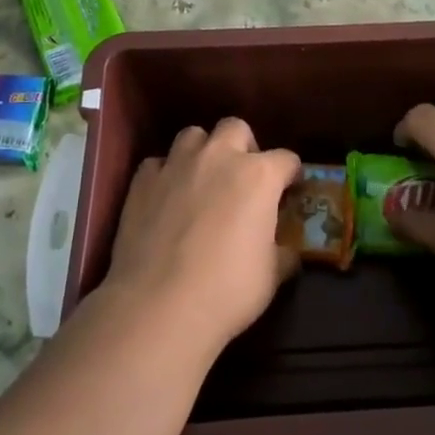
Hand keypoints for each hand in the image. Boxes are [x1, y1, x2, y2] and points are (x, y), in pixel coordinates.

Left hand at [99, 119, 300, 357]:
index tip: (289, 190)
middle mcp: (219, 157)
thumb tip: (288, 252)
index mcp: (258, 176)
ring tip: (202, 179)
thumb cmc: (227, 290)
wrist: (159, 306)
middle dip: (244, 147)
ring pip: (194, 135)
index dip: (291, 174)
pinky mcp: (143, 181)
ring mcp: (177, 165)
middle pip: (236, 129)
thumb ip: (283, 253)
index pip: (286, 159)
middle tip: (243, 178)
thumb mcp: (272, 275)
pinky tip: (166, 197)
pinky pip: (158, 163)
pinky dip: (166, 174)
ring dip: (203, 151)